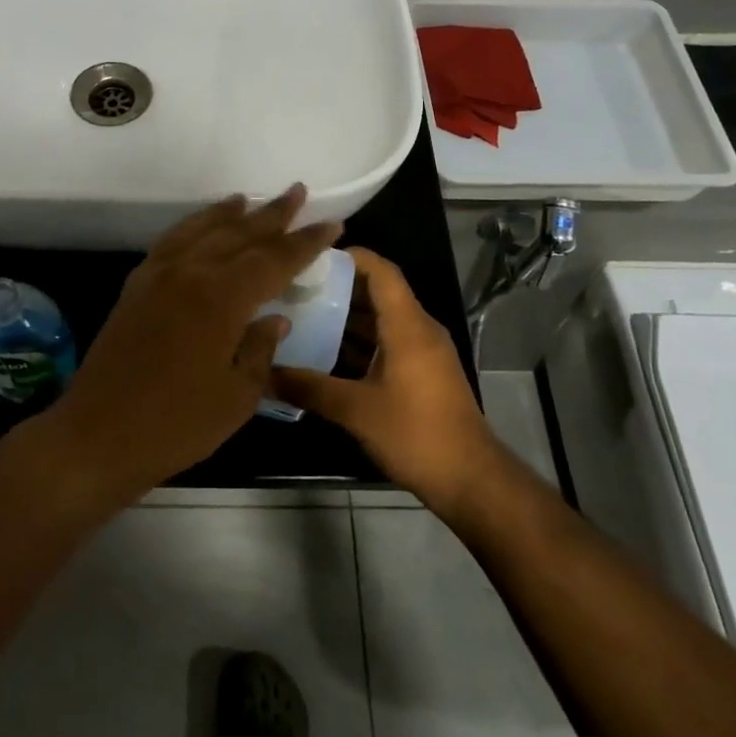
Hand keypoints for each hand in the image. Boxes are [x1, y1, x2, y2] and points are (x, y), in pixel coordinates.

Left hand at [42, 184, 340, 503]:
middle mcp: (190, 273)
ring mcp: (158, 275)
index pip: (273, 259)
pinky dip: (192, 227)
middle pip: (239, 234)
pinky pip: (171, 242)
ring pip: (201, 230)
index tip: (331, 223)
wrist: (97, 435)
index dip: (304, 242)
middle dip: (272, 215)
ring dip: (229, 213)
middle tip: (297, 192)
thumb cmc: (176, 425)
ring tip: (249, 199)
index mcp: (221, 298)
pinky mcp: (136, 286)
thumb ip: (260, 350)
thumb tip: (275, 319)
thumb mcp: (236, 396)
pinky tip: (201, 227)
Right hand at [270, 248, 502, 514]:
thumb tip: (264, 373)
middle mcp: (418, 330)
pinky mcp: (422, 374)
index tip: (312, 256)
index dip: (350, 257)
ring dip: (346, 318)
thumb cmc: (415, 433)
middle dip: (338, 288)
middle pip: (378, 293)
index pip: (381, 271)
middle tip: (295, 288)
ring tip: (302, 316)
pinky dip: (359, 343)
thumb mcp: (356, 410)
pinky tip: (326, 355)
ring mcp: (423, 353)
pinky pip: (387, 343)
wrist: (470, 480)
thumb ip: (309, 387)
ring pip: (381, 321)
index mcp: (408, 325)